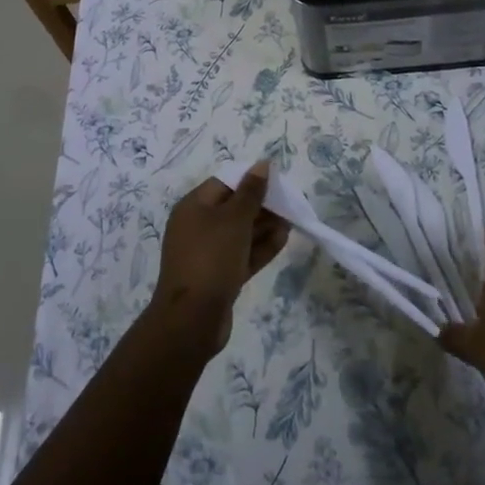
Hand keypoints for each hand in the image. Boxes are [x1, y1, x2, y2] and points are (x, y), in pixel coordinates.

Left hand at [150, 161, 290, 354]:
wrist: (192, 320)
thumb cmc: (211, 258)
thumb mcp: (234, 220)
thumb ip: (251, 192)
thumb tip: (262, 164)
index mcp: (193, 207)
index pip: (224, 183)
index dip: (249, 179)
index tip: (276, 182)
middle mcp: (197, 226)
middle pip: (233, 207)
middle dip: (261, 204)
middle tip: (289, 203)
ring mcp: (207, 253)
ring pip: (240, 232)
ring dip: (264, 226)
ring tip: (292, 220)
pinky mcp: (218, 277)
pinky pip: (242, 254)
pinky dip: (260, 247)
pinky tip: (284, 239)